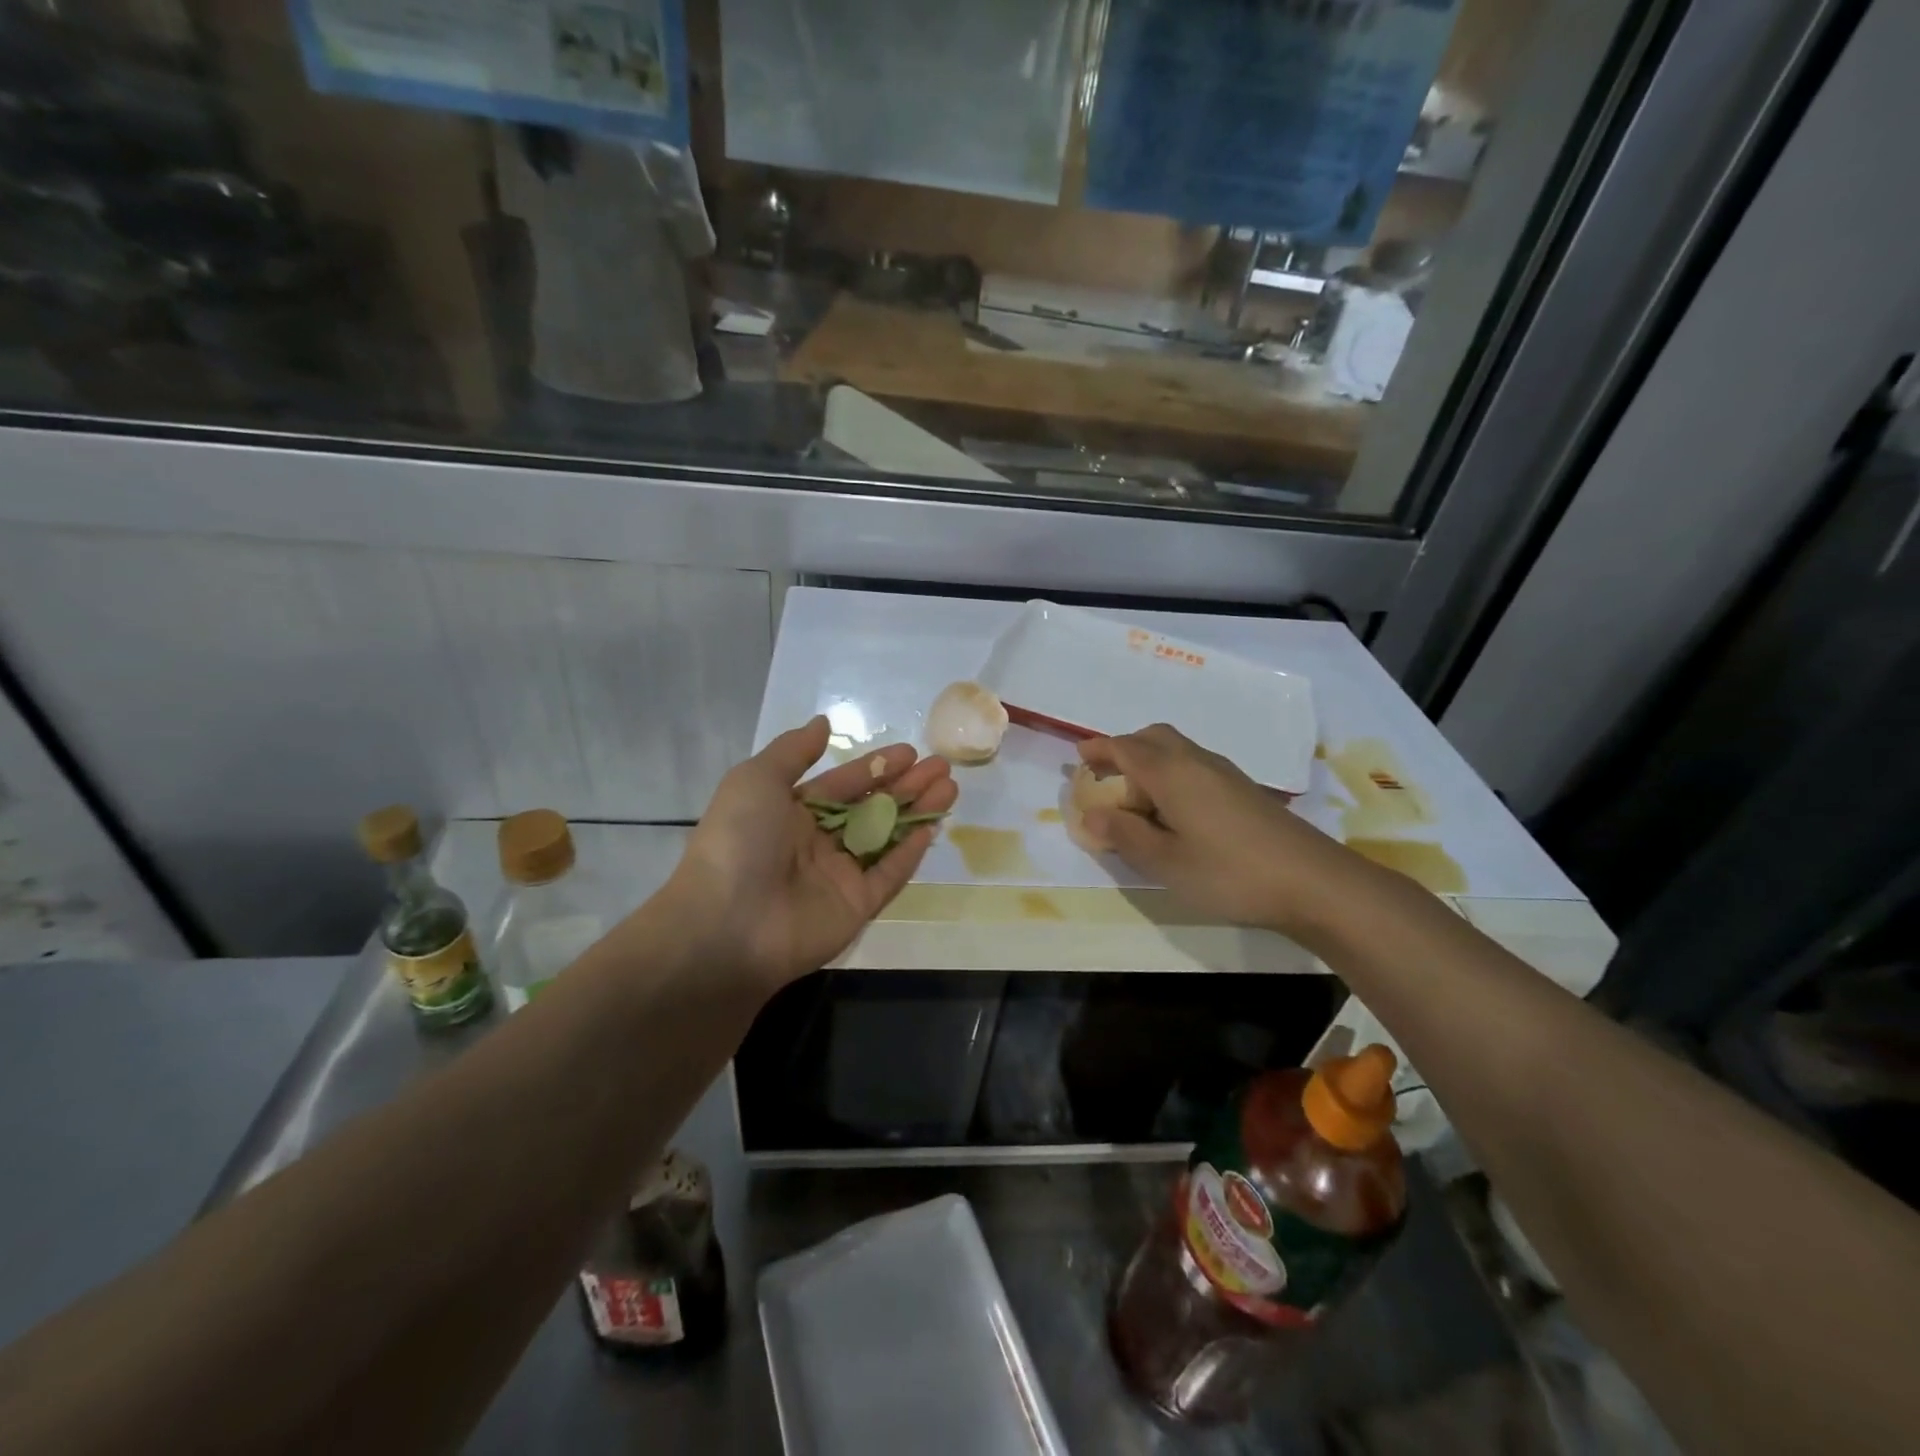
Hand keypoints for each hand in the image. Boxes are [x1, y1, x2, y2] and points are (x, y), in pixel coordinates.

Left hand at [671, 716, 956, 990]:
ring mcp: (838, 876)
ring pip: (886, 837)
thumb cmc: (740, 841)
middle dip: (906, 785)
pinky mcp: (856, 906)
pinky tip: (933, 827)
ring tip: (950, 788)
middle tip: (942, 766)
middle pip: (870, 808)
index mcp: (790, 812)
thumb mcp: (756, 780)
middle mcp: (816, 841)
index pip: (842, 783)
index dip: (875, 767)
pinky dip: (910, 852)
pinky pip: (888, 874)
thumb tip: (822, 723)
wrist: (727, 924)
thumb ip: (793, 751)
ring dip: (917, 812)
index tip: (910, 751)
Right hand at [1078, 724, 1365, 937]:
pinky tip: (1176, 808)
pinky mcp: (1244, 789)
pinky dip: (1172, 772)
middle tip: (1106, 774)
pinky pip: (1195, 764)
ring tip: (1136, 796)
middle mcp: (1196, 761)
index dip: (1099, 750)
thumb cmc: (1228, 872)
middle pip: (1153, 737)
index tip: (1078, 758)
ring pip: (1177, 749)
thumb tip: (1091, 814)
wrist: (1312, 881)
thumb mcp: (1165, 862)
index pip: (1125, 747)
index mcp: (1170, 773)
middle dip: (1124, 748)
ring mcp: (1225, 773)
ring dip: (1149, 759)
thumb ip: (1124, 835)